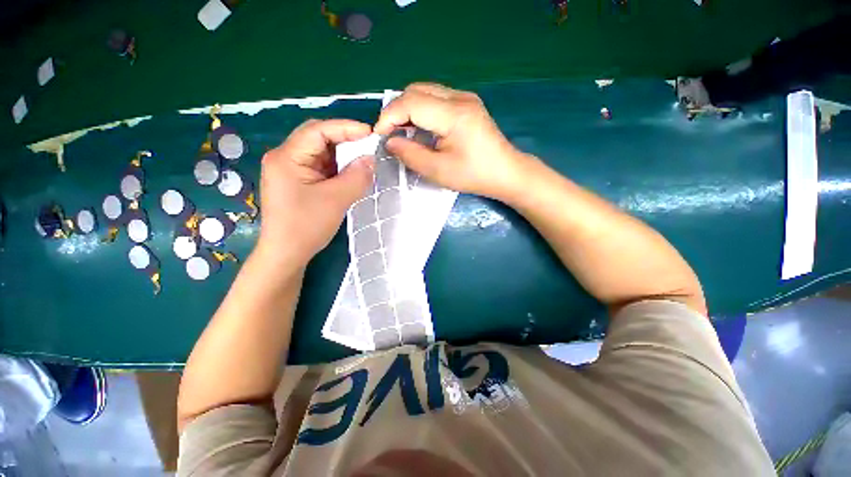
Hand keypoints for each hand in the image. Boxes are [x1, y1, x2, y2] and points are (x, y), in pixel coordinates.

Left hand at [255, 119, 374, 267]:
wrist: (286, 254)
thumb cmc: (306, 226)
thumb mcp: (336, 200)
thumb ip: (357, 176)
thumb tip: (371, 158)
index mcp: (287, 157)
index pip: (317, 130)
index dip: (345, 128)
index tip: (370, 133)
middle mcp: (284, 158)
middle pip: (317, 138)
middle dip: (344, 140)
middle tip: (368, 146)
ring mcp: (289, 170)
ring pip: (320, 153)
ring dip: (342, 155)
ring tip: (362, 161)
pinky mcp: (297, 181)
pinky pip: (320, 167)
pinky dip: (337, 168)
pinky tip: (349, 174)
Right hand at [374, 83, 526, 198]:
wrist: (505, 172)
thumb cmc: (474, 175)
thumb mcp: (438, 171)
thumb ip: (410, 154)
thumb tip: (390, 142)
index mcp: (454, 114)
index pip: (411, 102)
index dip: (389, 116)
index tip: (378, 135)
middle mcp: (459, 97)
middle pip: (416, 90)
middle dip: (396, 110)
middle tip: (390, 134)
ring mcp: (465, 97)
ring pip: (425, 91)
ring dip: (408, 109)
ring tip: (402, 131)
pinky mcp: (467, 103)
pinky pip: (435, 98)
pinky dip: (421, 110)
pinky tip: (420, 128)